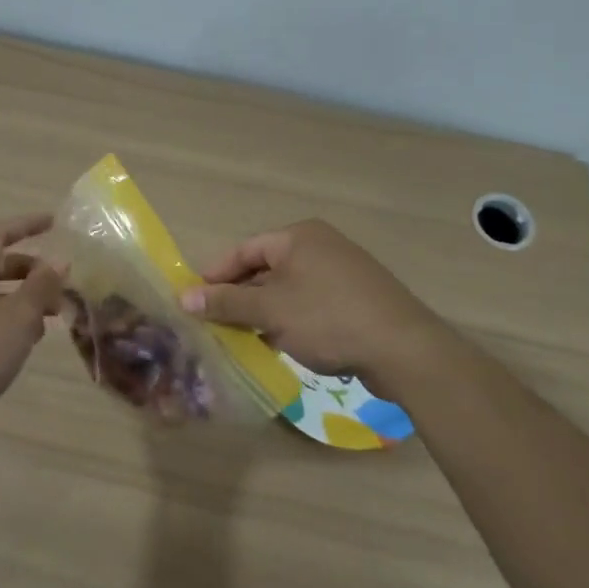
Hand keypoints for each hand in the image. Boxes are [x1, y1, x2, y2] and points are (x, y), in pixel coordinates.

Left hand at [0, 214, 64, 436]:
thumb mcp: (17, 318)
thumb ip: (41, 287)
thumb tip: (59, 260)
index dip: (26, 224)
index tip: (54, 222)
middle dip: (32, 269)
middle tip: (61, 281)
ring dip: (25, 298)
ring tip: (54, 314)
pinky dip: (12, 320)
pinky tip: (30, 340)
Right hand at [178, 219, 444, 394]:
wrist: (404, 350)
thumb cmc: (328, 319)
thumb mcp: (270, 311)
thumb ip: (227, 302)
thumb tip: (184, 297)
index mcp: (298, 237)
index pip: (245, 250)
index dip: (216, 275)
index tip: (193, 300)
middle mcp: (320, 246)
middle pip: (266, 268)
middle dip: (239, 297)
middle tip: (214, 324)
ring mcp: (342, 272)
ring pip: (288, 289)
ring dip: (263, 312)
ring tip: (240, 339)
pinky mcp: (357, 299)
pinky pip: (310, 304)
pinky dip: (290, 320)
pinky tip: (278, 345)